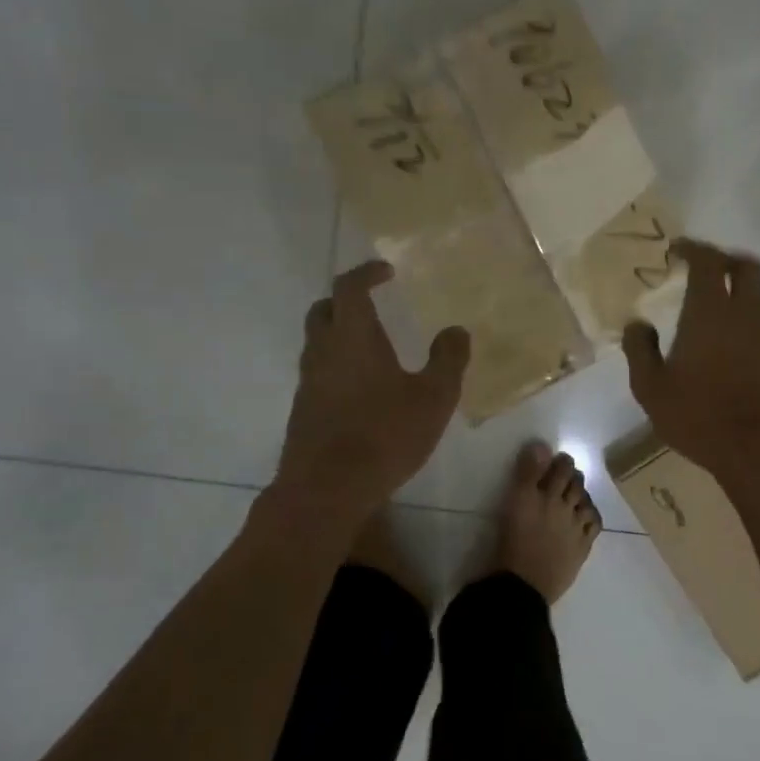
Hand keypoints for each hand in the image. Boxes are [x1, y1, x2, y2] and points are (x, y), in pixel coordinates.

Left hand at [277, 260, 469, 519]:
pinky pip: (318, 371)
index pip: (350, 287)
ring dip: (340, 333)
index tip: (386, 271)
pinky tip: (363, 388)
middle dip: (347, 299)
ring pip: (317, 342)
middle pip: (324, 309)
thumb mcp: (433, 397)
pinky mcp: (303, 409)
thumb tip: (456, 330)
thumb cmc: (385, 435)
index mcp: (353, 336)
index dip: (366, 273)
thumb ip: (448, 359)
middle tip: (374, 304)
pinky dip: (337, 364)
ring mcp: (308, 381)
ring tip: (373, 347)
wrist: (326, 489)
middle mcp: (324, 351)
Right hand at [623, 239, 759, 482]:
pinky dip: (758, 326)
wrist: (756, 451)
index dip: (693, 248)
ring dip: (746, 293)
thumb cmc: (696, 415)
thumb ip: (639, 349)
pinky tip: (744, 345)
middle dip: (727, 261)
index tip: (677, 250)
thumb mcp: (650, 387)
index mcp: (710, 312)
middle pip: (748, 267)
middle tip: (707, 270)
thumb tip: (636, 324)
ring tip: (726, 308)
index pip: (707, 261)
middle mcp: (746, 314)